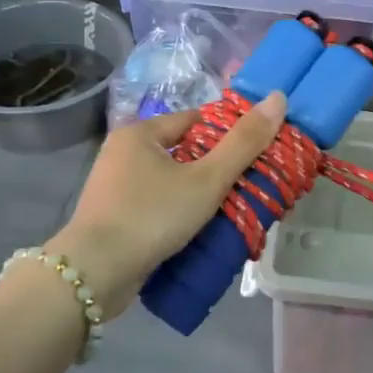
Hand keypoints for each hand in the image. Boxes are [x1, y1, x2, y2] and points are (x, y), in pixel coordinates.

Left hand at [52, 94, 286, 308]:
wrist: (93, 274)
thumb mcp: (207, 179)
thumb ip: (243, 143)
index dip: (228, 136)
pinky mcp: (112, 217)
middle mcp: (122, 152)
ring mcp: (114, 186)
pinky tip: (197, 229)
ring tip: (228, 211)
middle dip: (214, 169)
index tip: (254, 157)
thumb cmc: (151, 216)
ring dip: (197, 194)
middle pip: (184, 151)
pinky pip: (156, 204)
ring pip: (171, 181)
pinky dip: (177, 213)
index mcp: (140, 133)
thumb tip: (278, 98)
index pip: (196, 121)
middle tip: (247, 187)